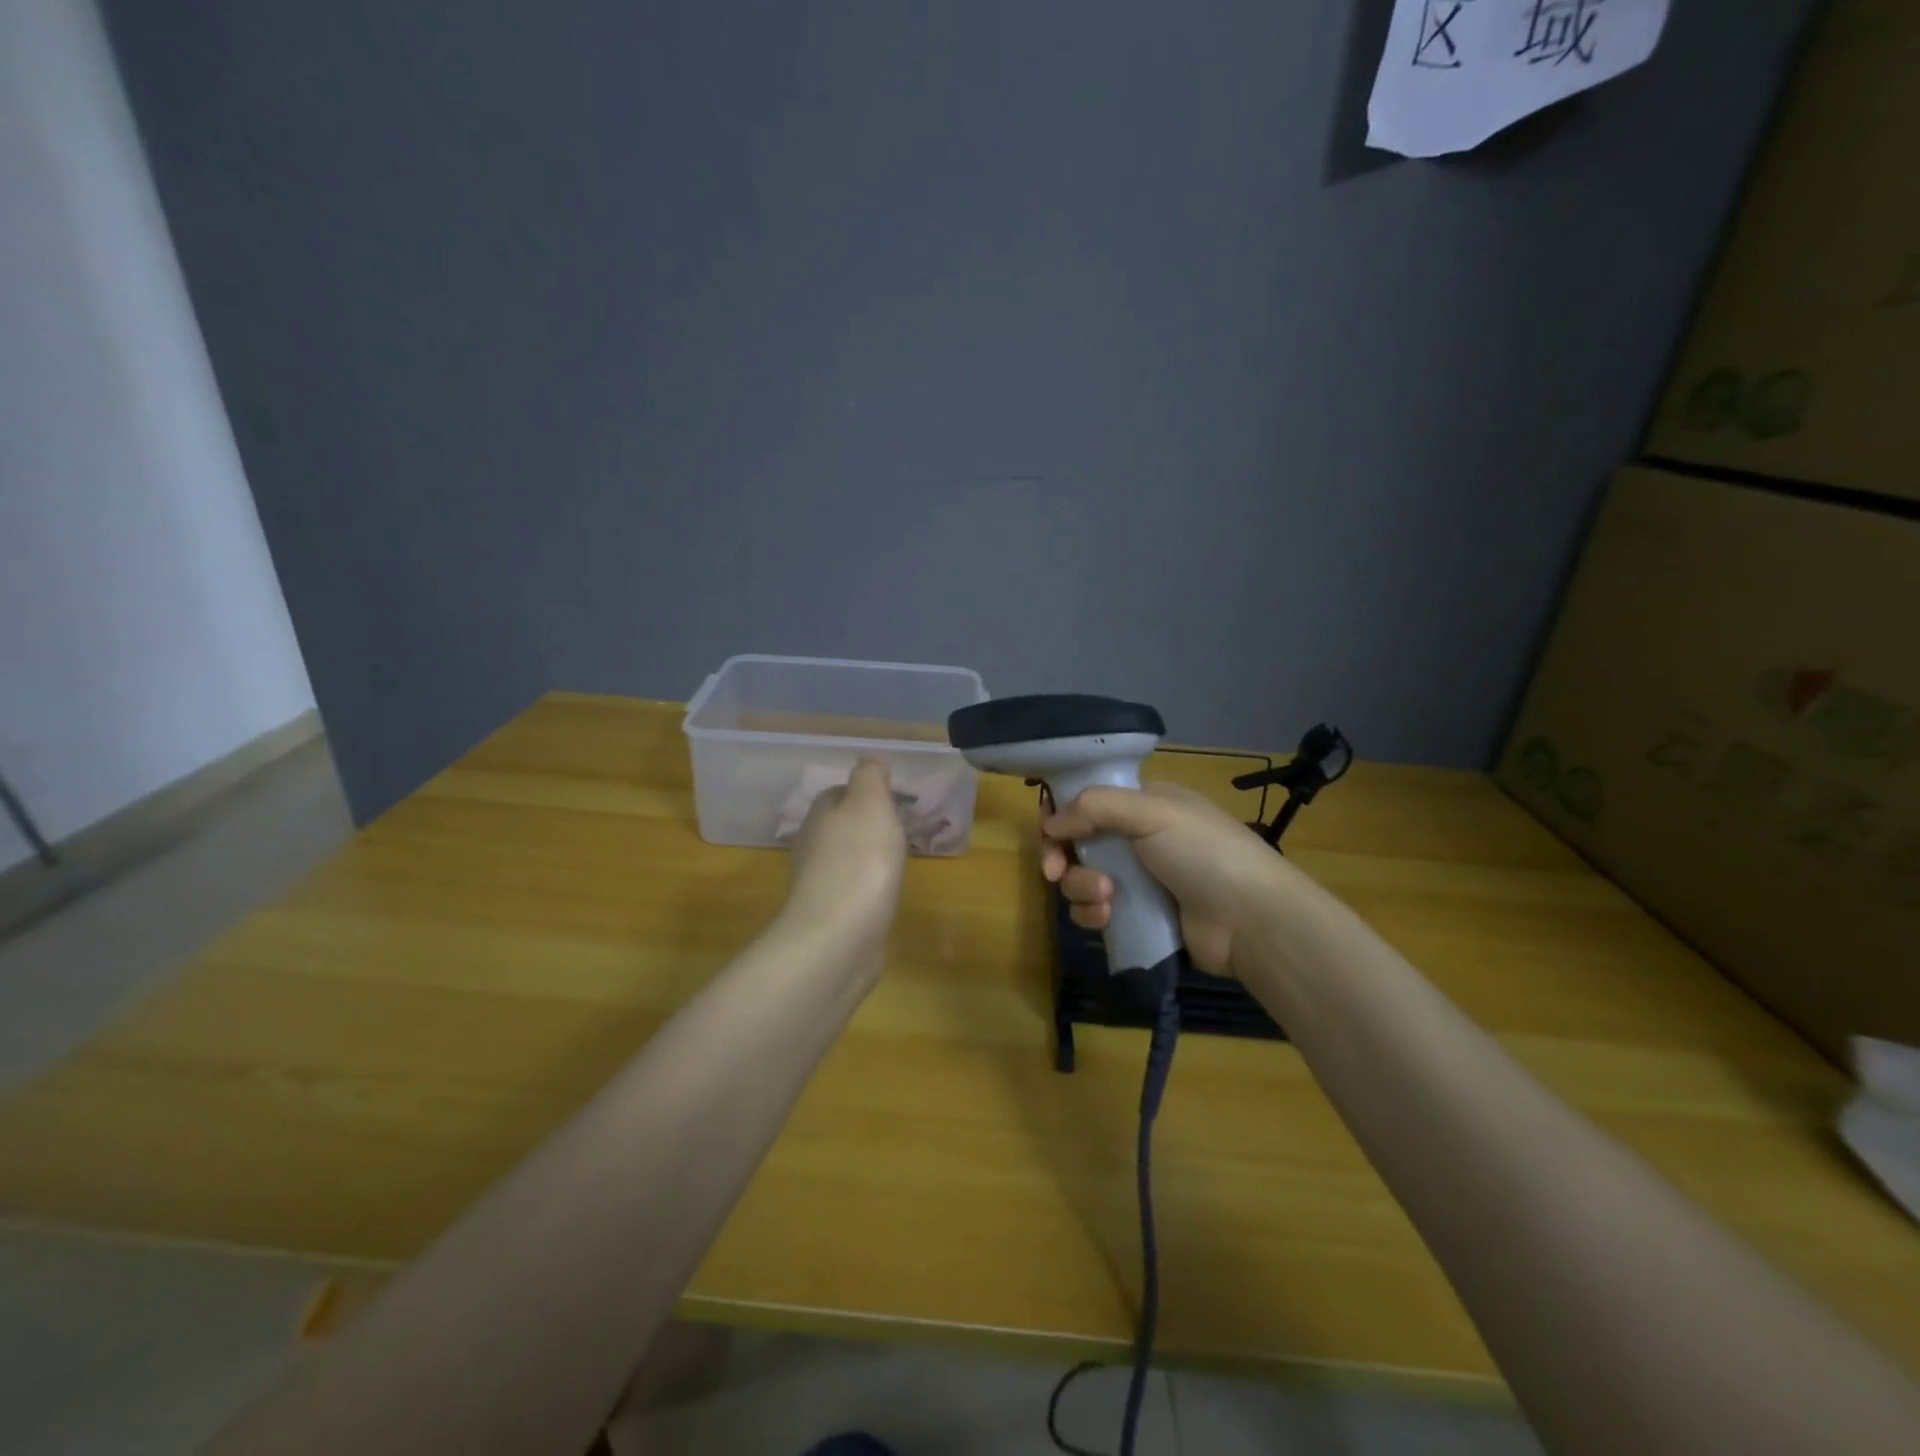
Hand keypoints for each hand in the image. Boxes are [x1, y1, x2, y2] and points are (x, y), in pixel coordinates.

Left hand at [782, 758, 908, 956]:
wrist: (839, 938)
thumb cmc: (859, 862)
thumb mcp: (870, 804)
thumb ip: (870, 777)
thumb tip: (869, 759)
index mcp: (820, 817)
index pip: (837, 793)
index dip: (863, 791)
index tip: (893, 797)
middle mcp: (812, 848)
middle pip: (839, 827)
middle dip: (866, 825)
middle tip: (902, 828)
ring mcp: (820, 886)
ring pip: (846, 860)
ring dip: (868, 857)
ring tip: (899, 860)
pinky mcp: (831, 919)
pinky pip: (853, 892)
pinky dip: (869, 888)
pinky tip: (887, 894)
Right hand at [1041, 782, 1295, 977]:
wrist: (1251, 919)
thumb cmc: (1205, 852)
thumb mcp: (1153, 813)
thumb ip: (1095, 807)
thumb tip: (1050, 823)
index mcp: (1144, 804)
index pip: (1089, 799)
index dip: (1062, 811)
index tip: (1049, 829)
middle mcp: (1137, 838)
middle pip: (1077, 841)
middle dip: (1062, 855)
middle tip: (1055, 870)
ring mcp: (1137, 880)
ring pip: (1082, 879)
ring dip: (1081, 888)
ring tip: (1105, 897)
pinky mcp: (1136, 917)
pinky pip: (1095, 911)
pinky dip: (1092, 914)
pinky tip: (1106, 918)